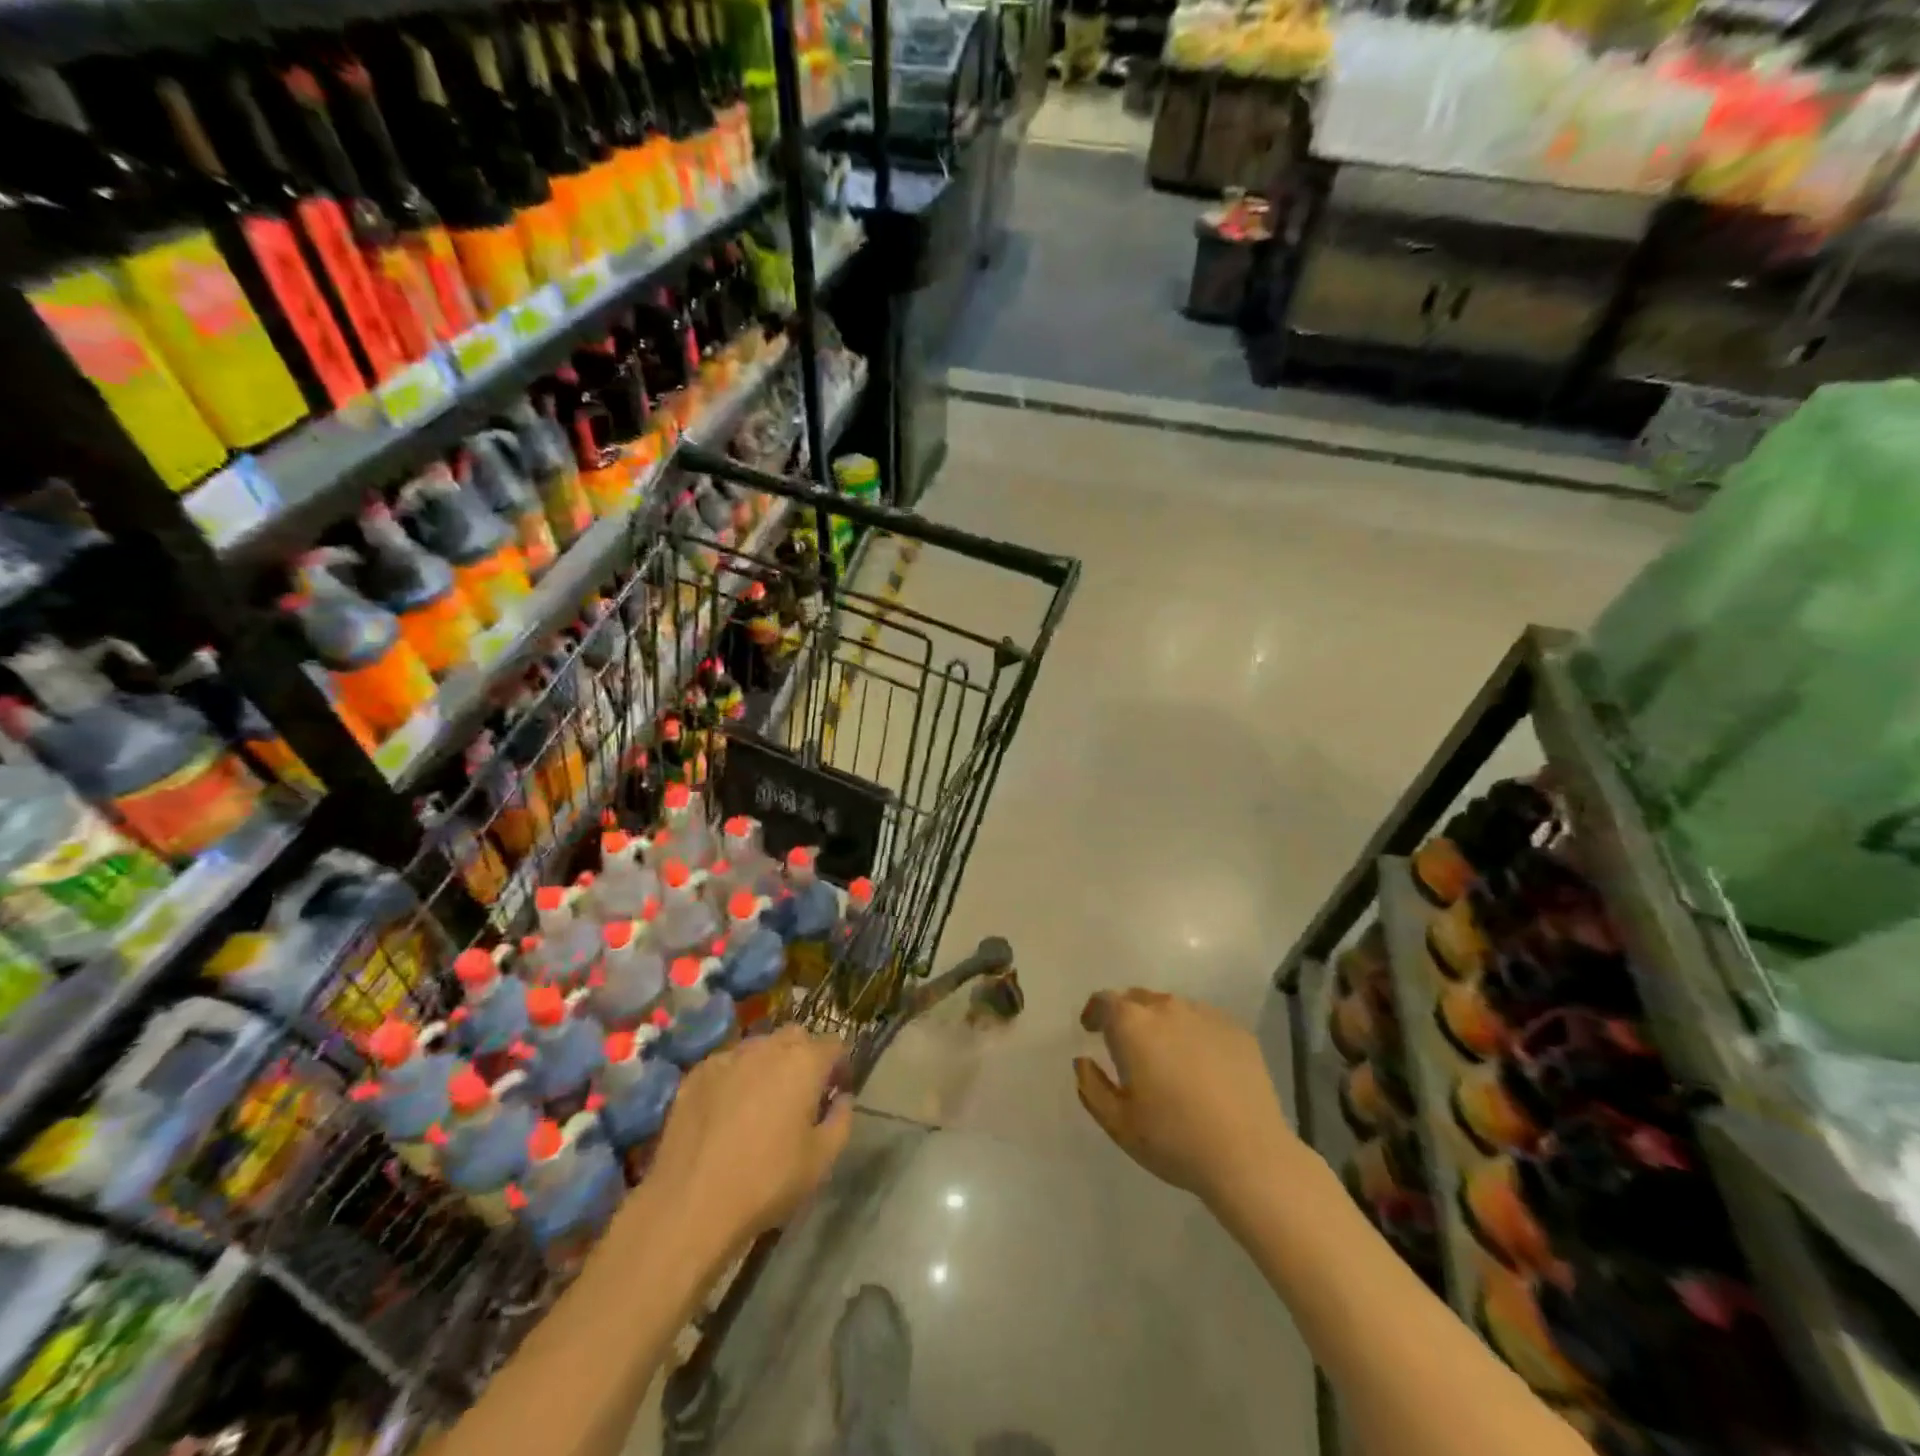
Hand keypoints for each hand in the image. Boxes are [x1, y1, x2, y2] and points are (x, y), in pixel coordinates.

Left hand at [646, 1026, 853, 1246]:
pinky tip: (727, 1110)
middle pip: (796, 1037)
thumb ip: (842, 1120)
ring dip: (769, 1064)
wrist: (690, 1204)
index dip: (840, 1066)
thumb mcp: (822, 1160)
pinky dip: (735, 1077)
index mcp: (804, 1061)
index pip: (834, 1045)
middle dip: (805, 1057)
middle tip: (801, 1094)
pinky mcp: (696, 1074)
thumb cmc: (767, 1182)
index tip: (836, 1092)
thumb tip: (841, 1099)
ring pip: (759, 1047)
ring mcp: (728, 1057)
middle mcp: (768, 1047)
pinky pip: (727, 1064)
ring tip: (762, 1100)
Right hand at [1074, 989, 1306, 1210]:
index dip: (1094, 1012)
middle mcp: (1167, 1008)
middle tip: (1126, 1045)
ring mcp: (1206, 1015)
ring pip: (1172, 1008)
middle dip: (1126, 1016)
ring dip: (1161, 1024)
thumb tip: (1084, 1061)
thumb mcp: (1118, 1123)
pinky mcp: (1236, 1030)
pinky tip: (1200, 1066)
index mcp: (1133, 1025)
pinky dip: (1193, 1034)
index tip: (1091, 1029)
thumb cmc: (1174, 1140)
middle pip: (1138, 999)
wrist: (1250, 1157)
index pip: (1105, 1001)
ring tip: (1165, 1057)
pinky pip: (1203, 1022)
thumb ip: (1091, 1086)